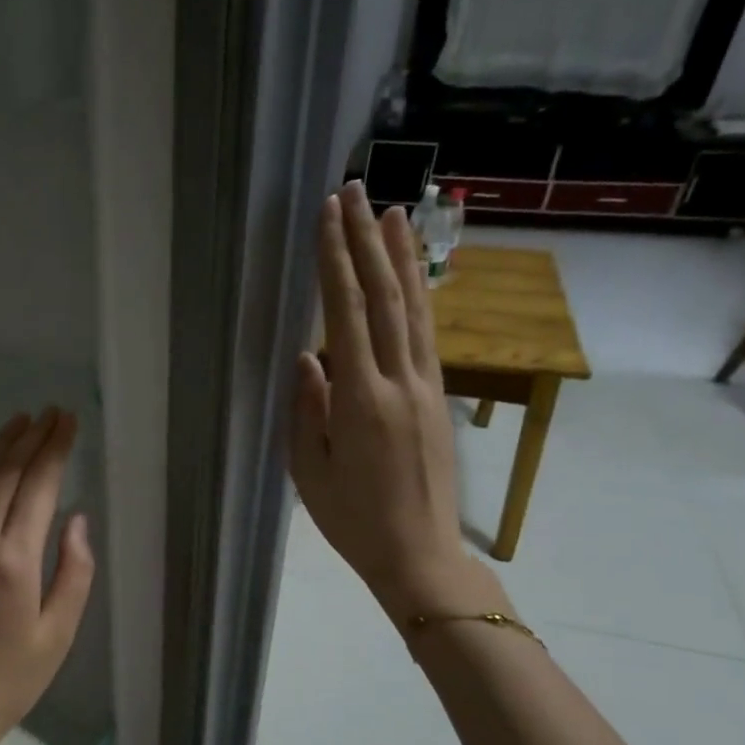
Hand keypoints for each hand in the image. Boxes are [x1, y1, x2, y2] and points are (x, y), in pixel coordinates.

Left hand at [0, 406, 95, 744]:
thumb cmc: (9, 680)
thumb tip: (76, 520)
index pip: (38, 487)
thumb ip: (73, 573)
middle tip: (51, 411)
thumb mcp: (58, 635)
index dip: (55, 449)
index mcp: (14, 561)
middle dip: (31, 438)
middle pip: (6, 474)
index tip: (68, 420)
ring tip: (20, 419)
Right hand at [290, 181, 493, 620]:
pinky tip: (415, 274)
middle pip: (384, 297)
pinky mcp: (437, 396)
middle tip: (356, 191)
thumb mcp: (309, 471)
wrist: (419, 554)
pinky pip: (427, 334)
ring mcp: (425, 386)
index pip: (345, 315)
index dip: (336, 262)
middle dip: (367, 241)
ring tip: (394, 211)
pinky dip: (421, 295)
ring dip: (403, 256)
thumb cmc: (352, 519)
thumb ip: (307, 409)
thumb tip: (308, 357)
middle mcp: (399, 381)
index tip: (327, 216)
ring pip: (415, 308)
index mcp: (359, 402)